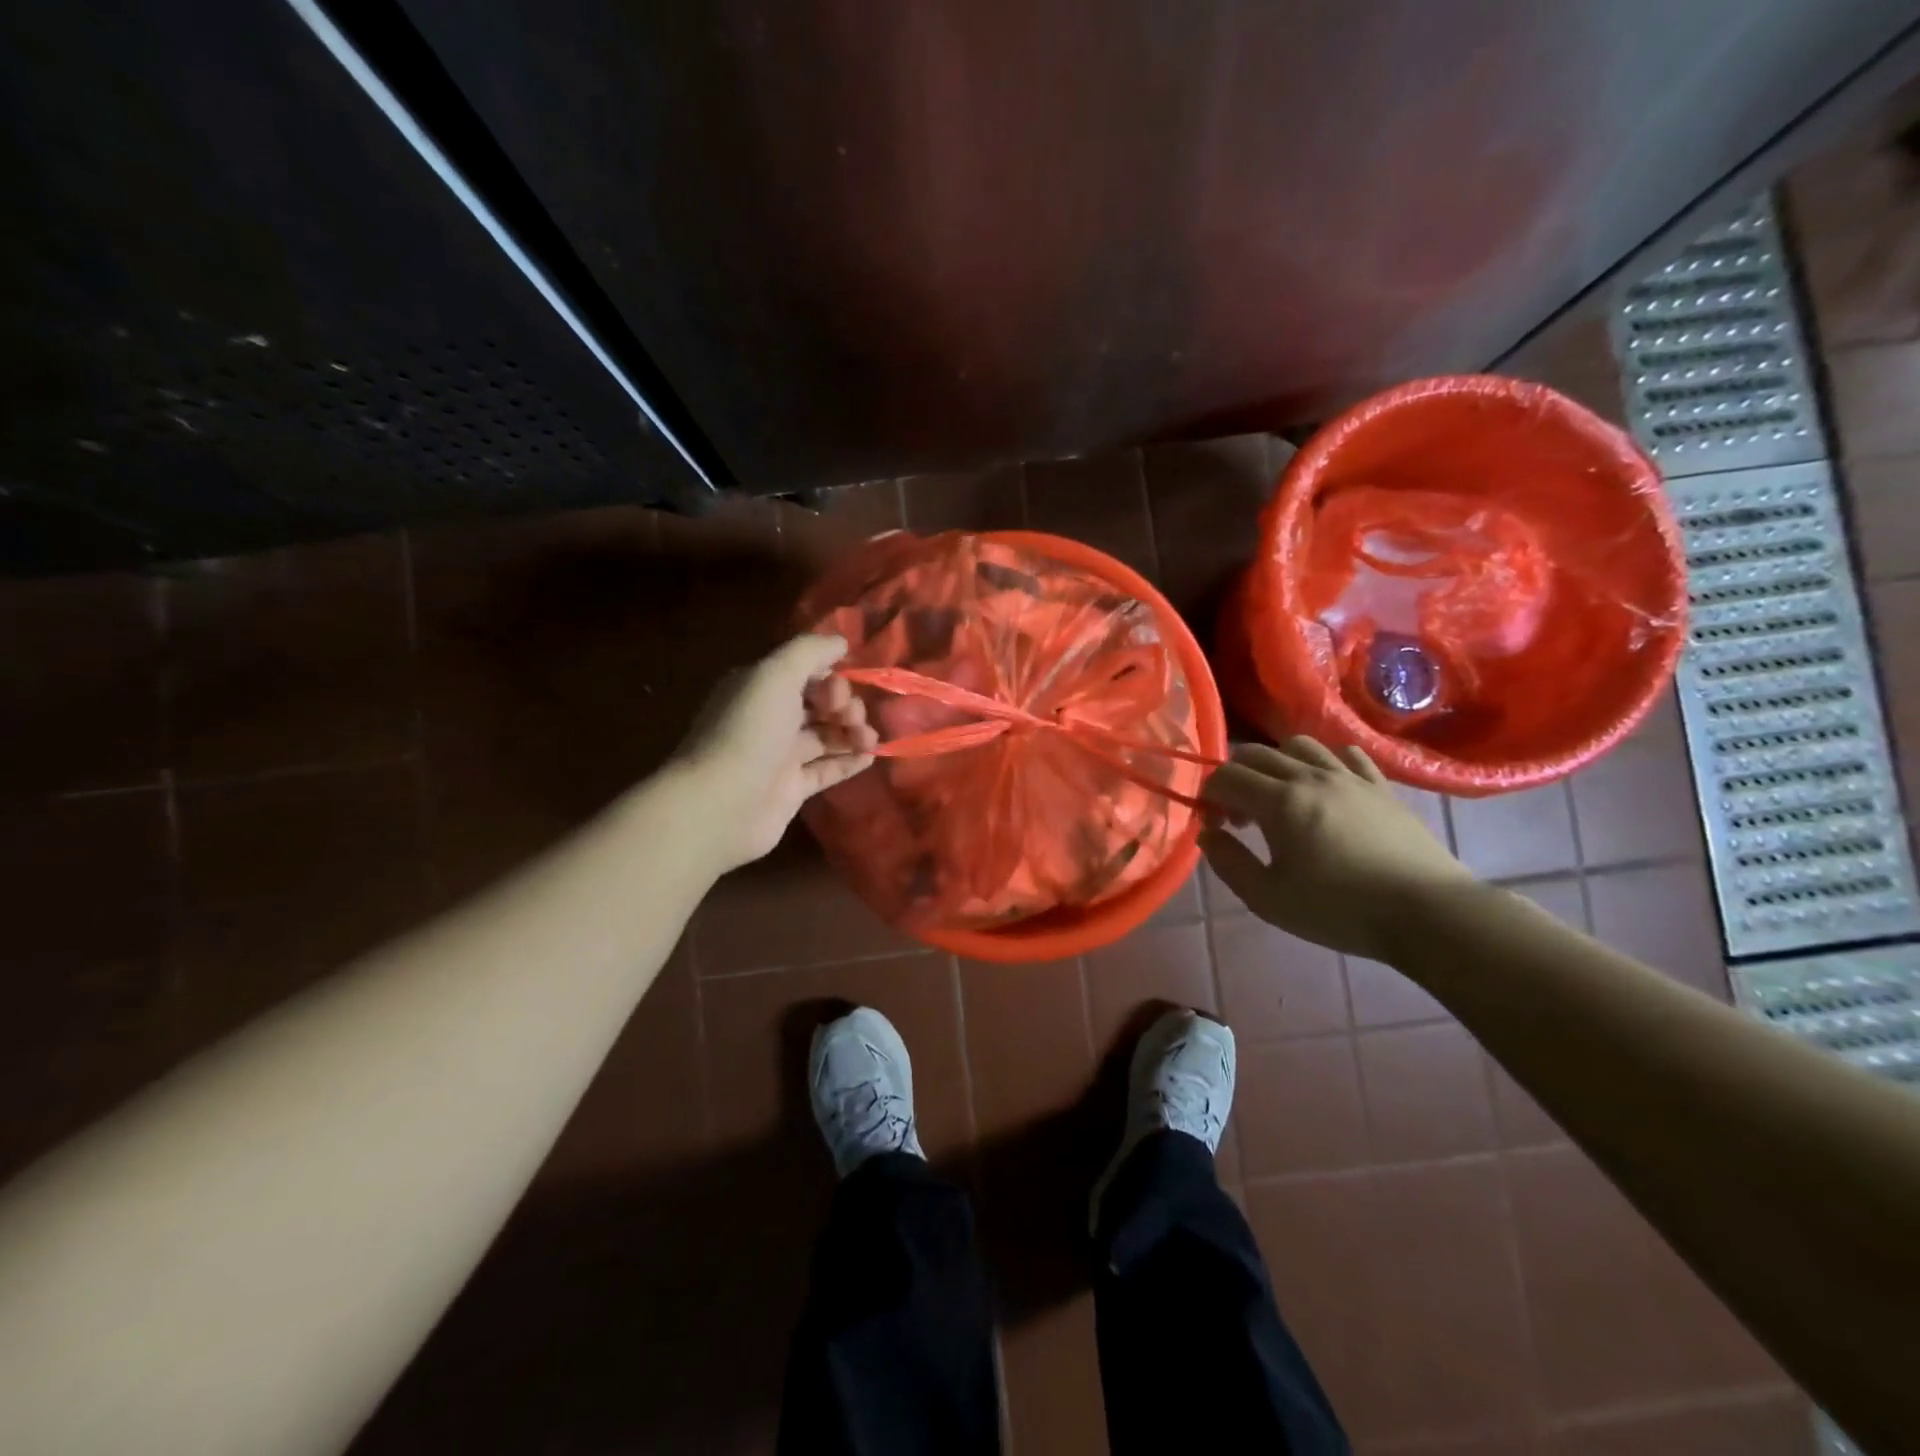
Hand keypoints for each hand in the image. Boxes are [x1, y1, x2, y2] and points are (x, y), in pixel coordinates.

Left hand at [676, 634, 877, 868]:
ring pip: (826, 736)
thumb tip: (841, 642)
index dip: (830, 679)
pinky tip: (870, 757)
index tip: (838, 693)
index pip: (806, 673)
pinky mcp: (791, 789)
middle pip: (819, 704)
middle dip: (845, 705)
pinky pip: (827, 769)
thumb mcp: (776, 674)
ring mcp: (779, 756)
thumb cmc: (749, 731)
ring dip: (853, 732)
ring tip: (869, 740)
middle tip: (852, 718)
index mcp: (759, 687)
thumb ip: (810, 651)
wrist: (721, 804)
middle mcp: (768, 718)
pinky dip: (849, 761)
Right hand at [1200, 737, 1472, 958]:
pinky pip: (1346, 755)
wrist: (1427, 913)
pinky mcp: (1381, 786)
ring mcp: (1350, 777)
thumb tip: (1209, 835)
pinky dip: (1323, 763)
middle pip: (1256, 754)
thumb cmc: (1339, 909)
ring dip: (1276, 763)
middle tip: (1238, 815)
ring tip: (1278, 797)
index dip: (1208, 796)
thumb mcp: (1267, 898)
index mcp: (1279, 801)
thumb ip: (1228, 863)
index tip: (1213, 825)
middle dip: (1235, 777)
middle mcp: (1310, 776)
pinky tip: (1324, 788)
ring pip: (1300, 745)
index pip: (1226, 777)